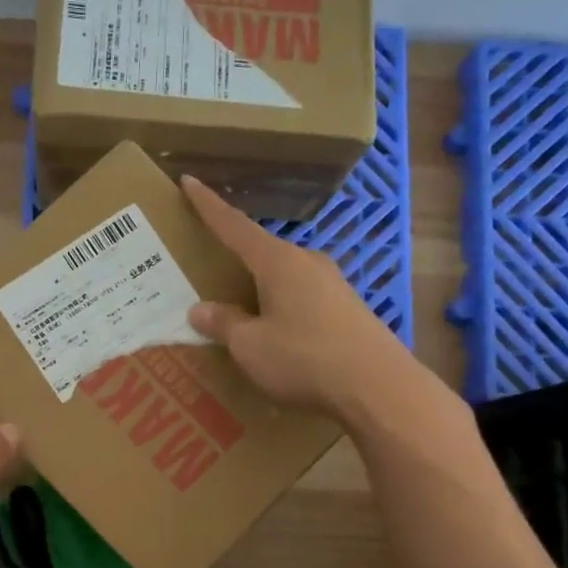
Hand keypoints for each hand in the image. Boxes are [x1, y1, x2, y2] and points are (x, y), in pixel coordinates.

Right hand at [181, 175, 452, 429]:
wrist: (378, 387)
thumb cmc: (304, 358)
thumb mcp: (250, 345)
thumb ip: (224, 323)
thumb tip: (200, 309)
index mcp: (277, 262)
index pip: (234, 226)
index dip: (208, 205)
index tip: (189, 181)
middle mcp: (306, 262)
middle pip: (261, 251)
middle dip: (234, 254)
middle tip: (208, 261)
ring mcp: (332, 284)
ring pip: (283, 276)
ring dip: (259, 285)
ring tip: (238, 302)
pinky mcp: (347, 308)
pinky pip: (301, 297)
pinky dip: (280, 304)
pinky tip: (275, 328)